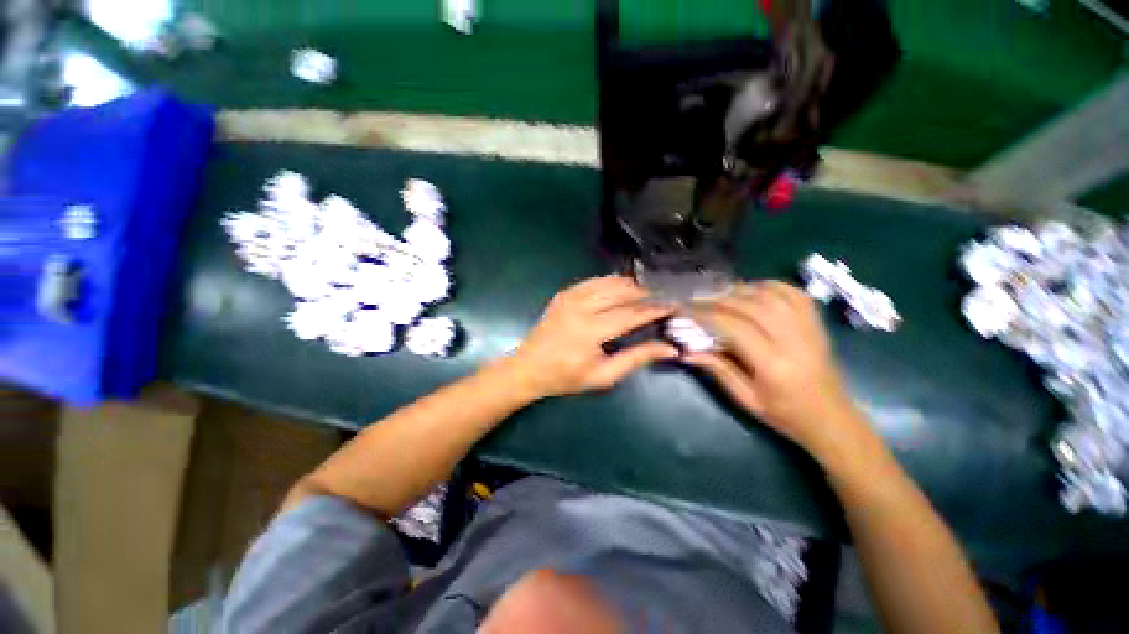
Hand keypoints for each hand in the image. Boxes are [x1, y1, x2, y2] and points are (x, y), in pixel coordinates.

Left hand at [507, 276, 677, 398]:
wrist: (528, 367)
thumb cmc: (566, 377)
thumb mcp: (603, 376)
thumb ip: (636, 358)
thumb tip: (669, 348)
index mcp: (590, 330)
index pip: (631, 314)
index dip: (655, 309)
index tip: (673, 307)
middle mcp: (580, 306)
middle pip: (622, 291)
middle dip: (645, 294)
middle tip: (662, 299)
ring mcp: (570, 296)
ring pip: (609, 281)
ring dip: (630, 286)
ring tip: (646, 295)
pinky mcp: (564, 293)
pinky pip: (594, 281)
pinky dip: (612, 283)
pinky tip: (621, 290)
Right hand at [687, 281, 862, 451]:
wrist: (831, 417)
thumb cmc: (785, 414)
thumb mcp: (746, 399)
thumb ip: (717, 369)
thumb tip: (685, 351)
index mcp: (773, 363)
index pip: (733, 326)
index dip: (705, 314)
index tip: (684, 310)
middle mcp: (793, 339)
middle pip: (750, 305)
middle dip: (716, 299)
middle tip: (694, 299)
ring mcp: (808, 327)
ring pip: (769, 293)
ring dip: (738, 290)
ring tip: (717, 294)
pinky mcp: (815, 322)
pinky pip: (791, 292)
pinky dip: (766, 286)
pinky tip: (750, 290)